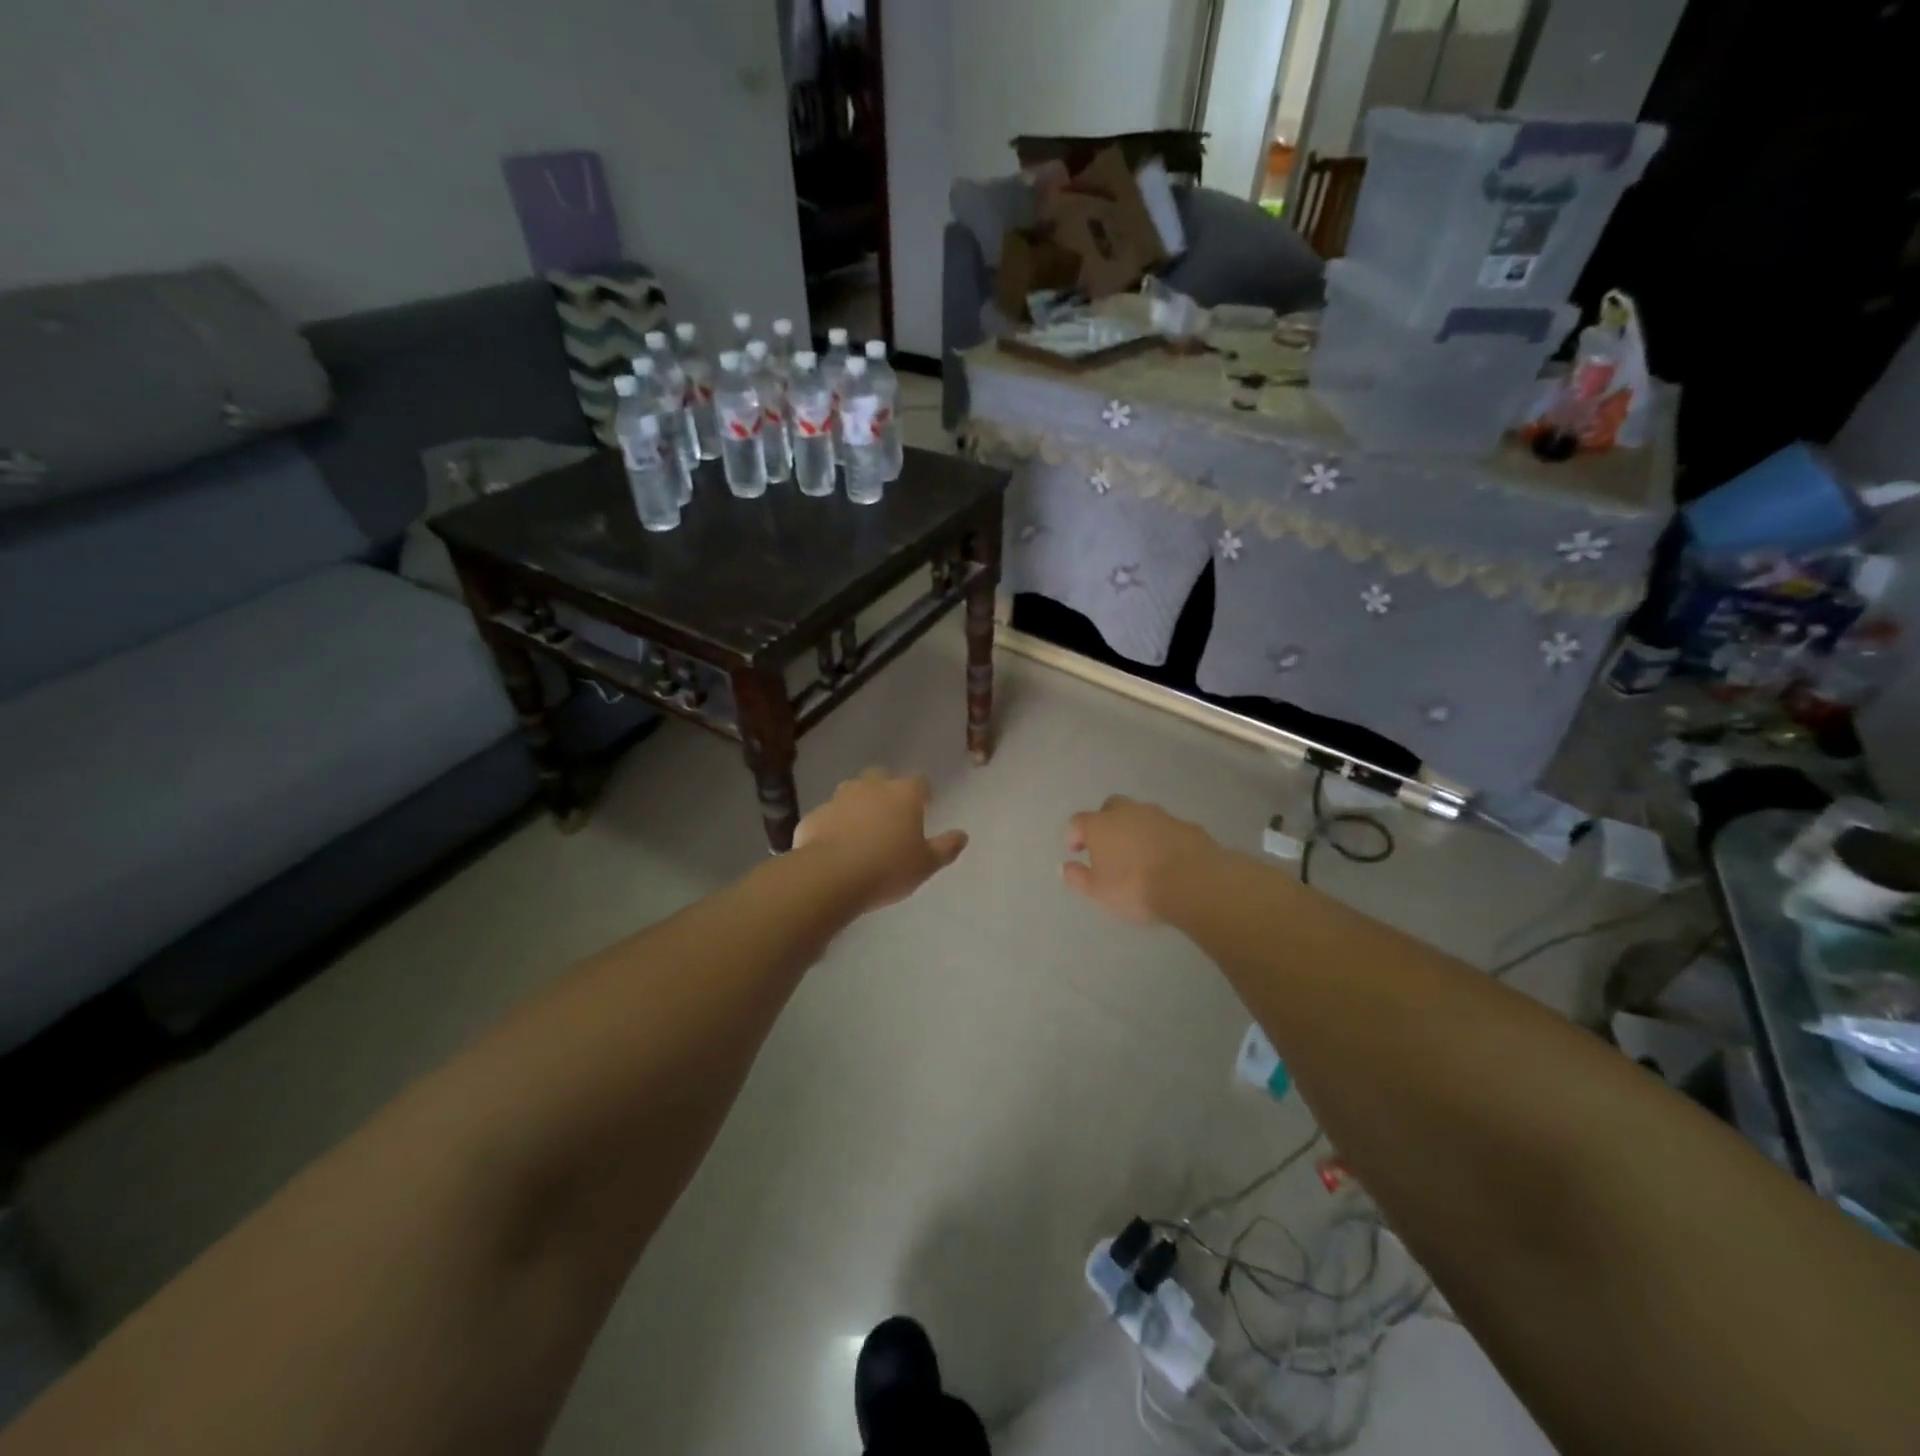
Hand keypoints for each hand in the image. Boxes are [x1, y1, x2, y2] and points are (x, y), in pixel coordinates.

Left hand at [794, 769, 968, 912]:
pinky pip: (828, 816)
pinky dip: (833, 826)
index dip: (922, 793)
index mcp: (903, 794)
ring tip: (861, 831)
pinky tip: (834, 848)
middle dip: (886, 790)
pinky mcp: (814, 816)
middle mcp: (871, 787)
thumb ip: (945, 848)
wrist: (830, 876)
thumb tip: (963, 835)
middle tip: (890, 816)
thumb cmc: (888, 868)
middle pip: (881, 777)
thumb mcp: (926, 864)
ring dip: (857, 805)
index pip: (919, 782)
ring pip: (851, 792)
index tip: (924, 806)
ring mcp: (838, 799)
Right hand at [1063, 796, 1219, 924]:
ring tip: (1140, 855)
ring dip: (1136, 829)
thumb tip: (1064, 867)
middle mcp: (1128, 812)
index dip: (1076, 835)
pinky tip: (1166, 858)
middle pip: (1111, 808)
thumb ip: (1078, 877)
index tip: (1079, 852)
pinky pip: (1166, 828)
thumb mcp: (1098, 892)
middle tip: (1109, 848)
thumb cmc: (1135, 887)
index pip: (1079, 821)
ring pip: (1141, 815)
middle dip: (1107, 823)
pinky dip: (1161, 838)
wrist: (1193, 882)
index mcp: (1100, 824)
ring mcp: (1159, 815)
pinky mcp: (1186, 825)